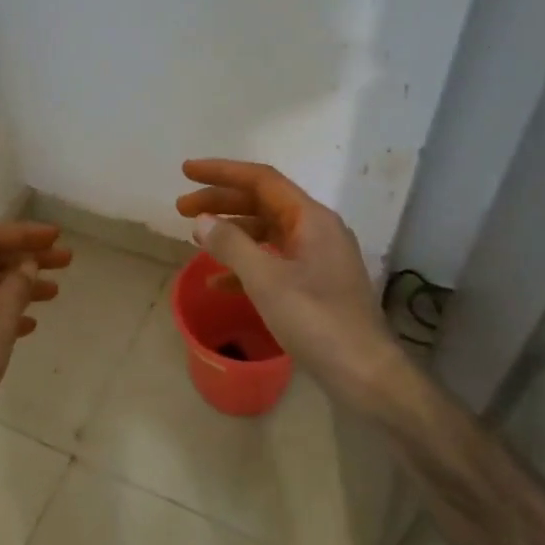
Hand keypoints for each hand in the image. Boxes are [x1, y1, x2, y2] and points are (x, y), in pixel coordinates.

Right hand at [175, 159, 405, 405]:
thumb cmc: (316, 320)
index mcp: (311, 218)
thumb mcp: (266, 280)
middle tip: (181, 209)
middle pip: (263, 203)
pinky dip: (247, 264)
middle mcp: (317, 230)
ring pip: (267, 232)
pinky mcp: (316, 284)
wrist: (364, 372)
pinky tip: (219, 282)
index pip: (262, 180)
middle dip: (222, 202)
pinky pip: (275, 261)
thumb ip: (231, 245)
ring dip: (232, 232)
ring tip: (195, 240)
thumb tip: (203, 220)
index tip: (186, 172)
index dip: (222, 172)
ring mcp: (319, 258)